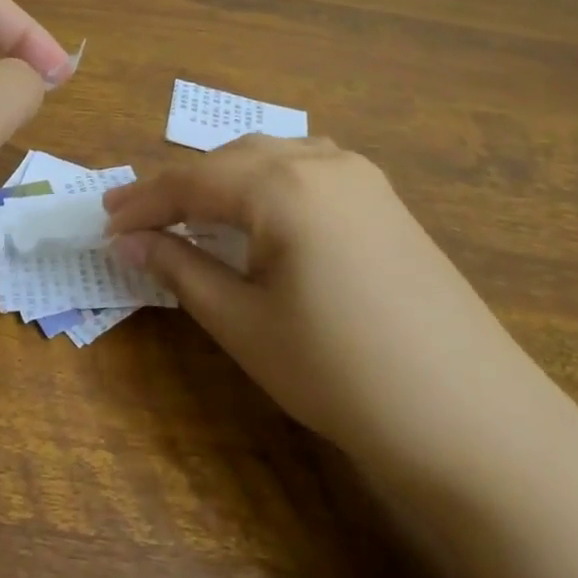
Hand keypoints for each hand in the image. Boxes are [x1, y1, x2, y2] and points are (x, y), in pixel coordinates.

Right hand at [104, 137, 556, 489]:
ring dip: (224, 180)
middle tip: (136, 220)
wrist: (472, 419)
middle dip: (179, 188)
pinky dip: (268, 185)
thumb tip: (128, 241)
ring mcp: (363, 178)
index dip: (143, 202)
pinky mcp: (386, 202)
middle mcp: (323, 162)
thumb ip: (180, 269)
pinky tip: (260, 216)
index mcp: (283, 185)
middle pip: (231, 160)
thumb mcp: (243, 323)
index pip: (192, 180)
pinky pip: (309, 171)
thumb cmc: (339, 372)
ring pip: (272, 158)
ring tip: (191, 215)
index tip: (104, 223)